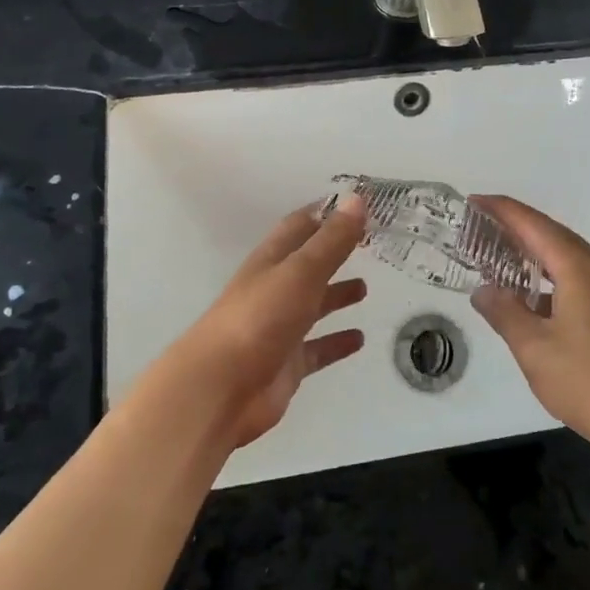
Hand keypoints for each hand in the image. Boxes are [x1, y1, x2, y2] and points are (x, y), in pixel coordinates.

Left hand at [161, 196, 367, 448]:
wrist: (220, 389)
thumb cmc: (260, 319)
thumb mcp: (301, 272)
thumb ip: (332, 240)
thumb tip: (357, 199)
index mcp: (271, 262)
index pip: (299, 227)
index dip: (324, 214)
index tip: (355, 205)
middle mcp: (273, 290)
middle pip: (307, 266)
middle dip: (333, 254)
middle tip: (368, 245)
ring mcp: (278, 329)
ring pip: (312, 306)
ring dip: (335, 296)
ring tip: (366, 289)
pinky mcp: (286, 365)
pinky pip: (316, 349)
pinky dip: (336, 342)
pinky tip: (360, 339)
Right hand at [469, 195, 589, 462]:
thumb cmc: (587, 384)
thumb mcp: (533, 349)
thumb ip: (505, 312)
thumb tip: (484, 290)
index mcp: (581, 271)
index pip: (535, 226)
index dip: (503, 211)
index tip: (475, 201)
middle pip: (557, 237)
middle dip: (520, 228)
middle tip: (485, 228)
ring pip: (574, 258)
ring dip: (540, 254)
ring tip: (507, 259)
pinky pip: (588, 278)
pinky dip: (559, 276)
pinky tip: (542, 297)